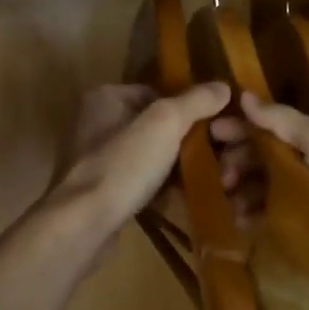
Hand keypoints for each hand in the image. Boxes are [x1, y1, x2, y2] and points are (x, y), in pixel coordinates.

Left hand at [51, 82, 253, 234]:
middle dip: (182, 141)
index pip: (156, 93)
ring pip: (147, 155)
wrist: (85, 223)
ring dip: (172, 166)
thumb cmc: (123, 164)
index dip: (186, 109)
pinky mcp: (98, 190)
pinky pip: (137, 181)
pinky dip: (156, 187)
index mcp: (105, 96)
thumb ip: (196, 101)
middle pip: (152, 125)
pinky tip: (177, 198)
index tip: (212, 127)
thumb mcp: (166, 123)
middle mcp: (94, 122)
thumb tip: (224, 86)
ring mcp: (94, 158)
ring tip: (200, 178)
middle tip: (211, 156)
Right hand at [236, 90, 308, 261]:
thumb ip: (286, 120)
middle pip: (257, 153)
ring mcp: (301, 188)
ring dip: (239, 189)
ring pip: (257, 181)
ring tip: (231, 207)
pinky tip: (242, 222)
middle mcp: (304, 158)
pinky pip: (265, 206)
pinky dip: (250, 211)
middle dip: (234, 162)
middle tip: (221, 182)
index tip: (209, 136)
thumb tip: (243, 97)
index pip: (264, 125)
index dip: (237, 127)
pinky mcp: (299, 216)